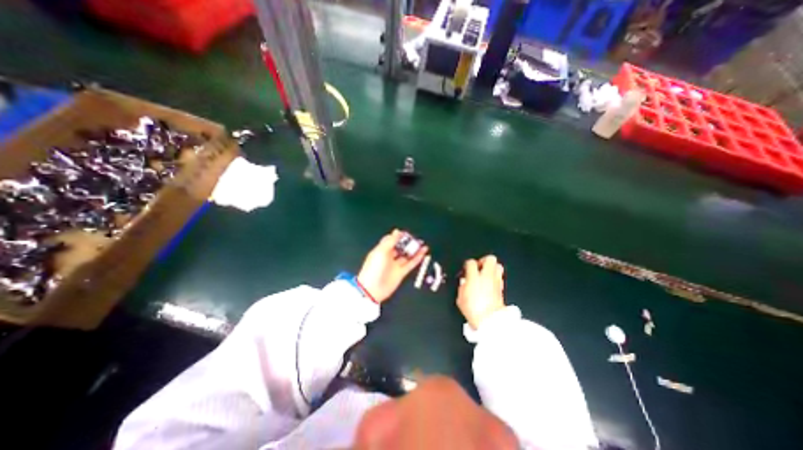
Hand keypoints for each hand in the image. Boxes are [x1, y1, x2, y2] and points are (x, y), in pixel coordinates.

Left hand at [359, 231, 429, 303]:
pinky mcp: (401, 273)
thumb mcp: (381, 251)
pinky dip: (417, 258)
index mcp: (381, 250)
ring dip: (414, 250)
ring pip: (407, 255)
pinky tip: (422, 253)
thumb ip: (390, 241)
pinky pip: (411, 264)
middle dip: (408, 243)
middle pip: (400, 247)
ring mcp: (395, 265)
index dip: (399, 236)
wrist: (372, 289)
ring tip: (422, 244)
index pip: (391, 240)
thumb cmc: (373, 269)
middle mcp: (388, 257)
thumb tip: (397, 231)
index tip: (407, 233)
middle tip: (416, 239)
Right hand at [455, 257, 502, 327]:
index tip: (466, 269)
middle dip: (484, 260)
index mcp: (474, 277)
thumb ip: (462, 286)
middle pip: (490, 259)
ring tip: (486, 273)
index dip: (468, 264)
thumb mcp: (461, 298)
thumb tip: (464, 282)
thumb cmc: (473, 310)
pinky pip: (500, 277)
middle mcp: (487, 277)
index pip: (471, 262)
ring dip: (492, 267)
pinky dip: (495, 277)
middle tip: (479, 266)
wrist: (490, 321)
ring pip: (498, 266)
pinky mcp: (502, 289)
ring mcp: (496, 282)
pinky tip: (490, 283)